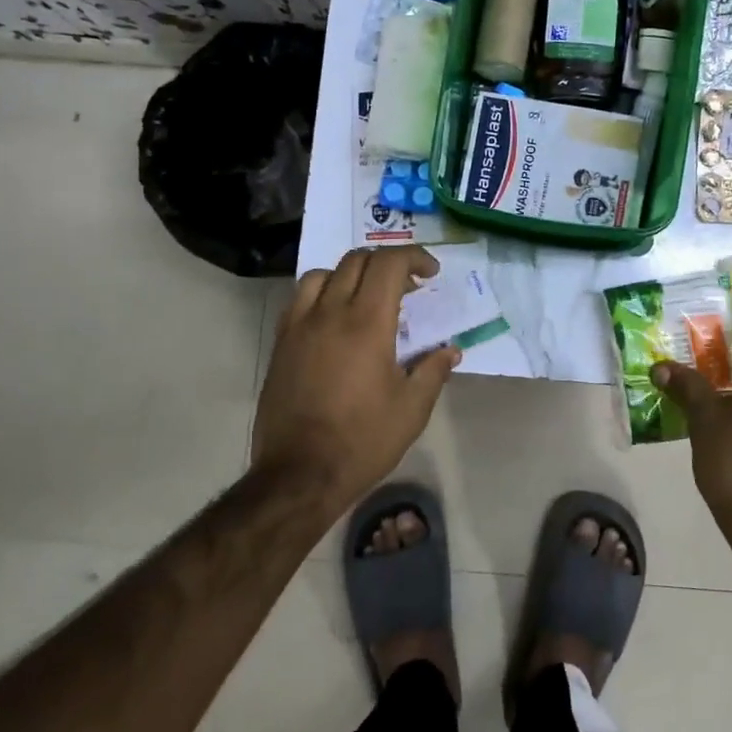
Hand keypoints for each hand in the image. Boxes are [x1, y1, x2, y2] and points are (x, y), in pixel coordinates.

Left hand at [253, 246, 459, 514]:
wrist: (300, 473)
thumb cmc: (363, 440)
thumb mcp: (412, 409)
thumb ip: (433, 371)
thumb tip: (450, 350)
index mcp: (367, 323)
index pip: (389, 264)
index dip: (414, 258)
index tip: (430, 274)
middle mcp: (330, 313)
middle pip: (357, 261)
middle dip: (387, 264)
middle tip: (407, 287)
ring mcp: (300, 326)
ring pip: (323, 273)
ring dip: (351, 274)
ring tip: (366, 297)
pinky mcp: (281, 343)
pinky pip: (299, 299)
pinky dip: (322, 293)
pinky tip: (334, 319)